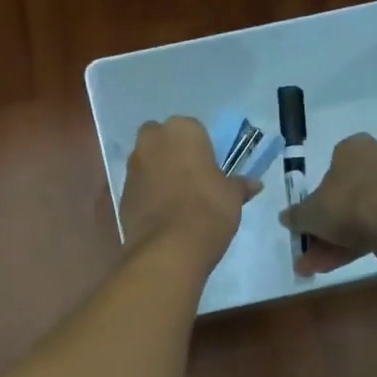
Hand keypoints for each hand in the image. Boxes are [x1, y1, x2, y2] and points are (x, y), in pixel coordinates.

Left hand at [119, 117, 259, 265]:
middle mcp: (151, 141)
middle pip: (161, 140)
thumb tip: (254, 184)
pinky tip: (162, 214)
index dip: (201, 149)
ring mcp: (132, 166)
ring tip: (176, 199)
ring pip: (146, 162)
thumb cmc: (208, 209)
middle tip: (190, 178)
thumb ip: (240, 185)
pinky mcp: (121, 192)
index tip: (209, 169)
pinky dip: (147, 194)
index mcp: (181, 130)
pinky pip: (139, 187)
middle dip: (171, 153)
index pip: (193, 130)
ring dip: (157, 173)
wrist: (169, 246)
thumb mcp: (232, 196)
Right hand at [283, 132, 376, 275]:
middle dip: (324, 228)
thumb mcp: (309, 213)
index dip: (317, 195)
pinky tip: (333, 267)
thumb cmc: (347, 203)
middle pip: (345, 197)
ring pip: (359, 216)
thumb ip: (296, 216)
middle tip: (308, 250)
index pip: (332, 166)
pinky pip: (375, 227)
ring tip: (315, 268)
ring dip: (335, 242)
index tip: (308, 217)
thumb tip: (285, 218)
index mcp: (354, 148)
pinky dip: (355, 245)